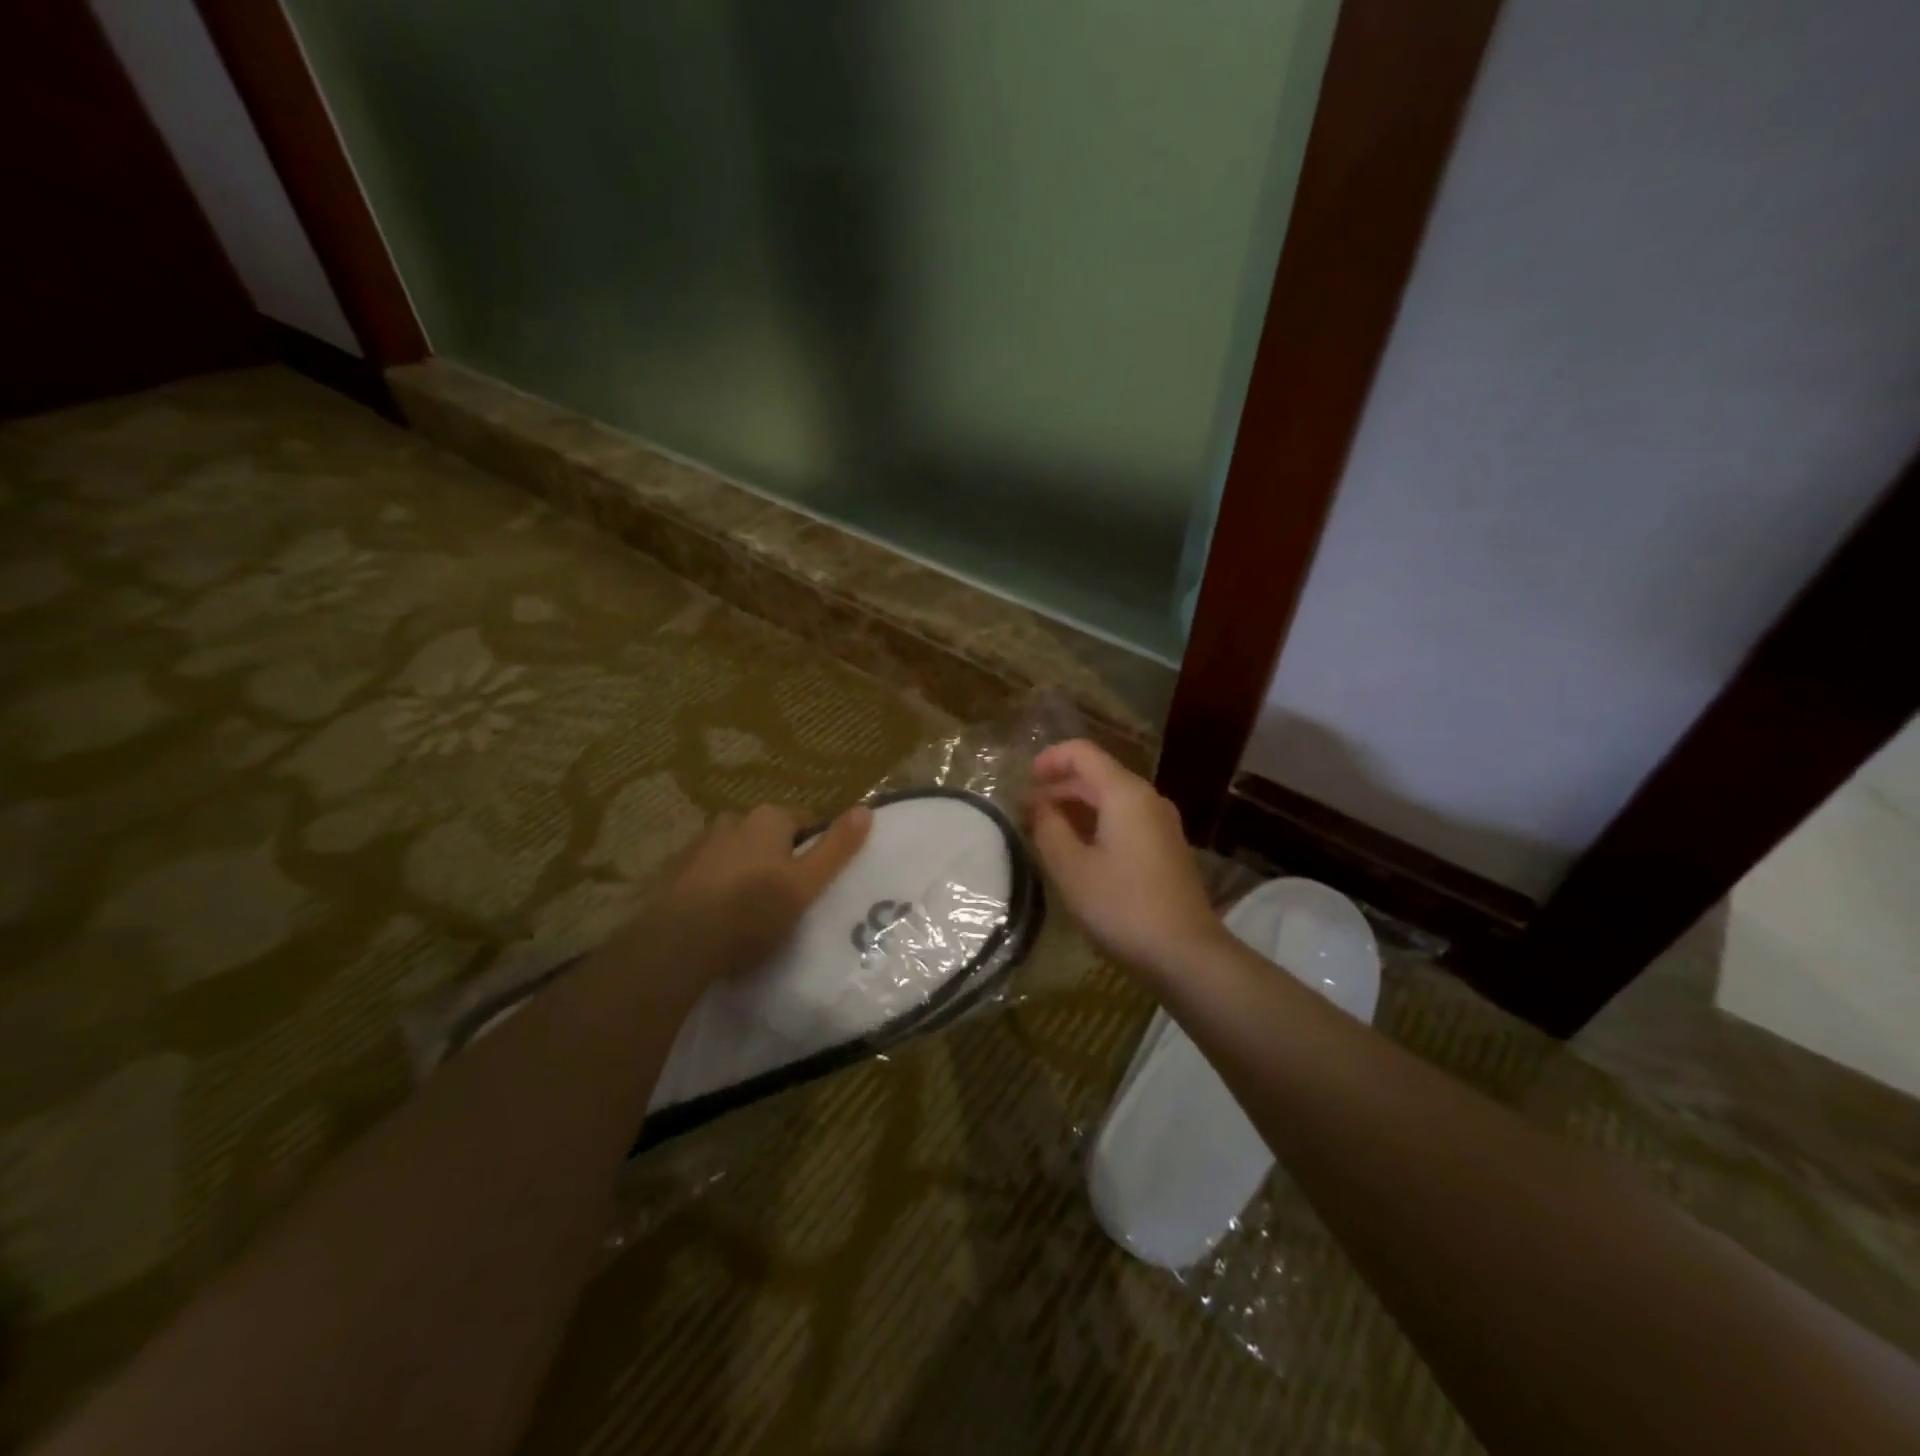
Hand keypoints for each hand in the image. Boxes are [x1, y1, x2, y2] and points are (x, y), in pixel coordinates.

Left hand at [599, 803, 872, 1002]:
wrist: (678, 943)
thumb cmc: (752, 910)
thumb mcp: (807, 883)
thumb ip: (837, 848)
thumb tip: (866, 810)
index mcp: (768, 818)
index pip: (805, 822)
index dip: (816, 849)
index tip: (817, 881)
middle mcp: (732, 820)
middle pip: (769, 837)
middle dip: (779, 860)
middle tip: (788, 899)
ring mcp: (700, 844)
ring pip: (738, 854)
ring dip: (747, 872)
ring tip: (753, 912)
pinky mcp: (675, 871)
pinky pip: (710, 873)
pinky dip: (719, 887)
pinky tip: (722, 917)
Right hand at [1028, 740, 1224, 978]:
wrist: (1186, 954)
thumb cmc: (1122, 906)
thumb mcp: (1071, 868)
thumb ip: (1049, 828)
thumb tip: (1037, 805)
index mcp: (1125, 794)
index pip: (1083, 753)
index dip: (1049, 759)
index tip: (1023, 781)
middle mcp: (1148, 799)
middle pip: (1097, 775)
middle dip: (1058, 788)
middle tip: (1025, 814)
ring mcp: (1161, 824)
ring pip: (1111, 800)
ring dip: (1075, 809)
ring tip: (1044, 834)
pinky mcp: (1166, 849)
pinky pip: (1124, 821)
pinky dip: (1096, 825)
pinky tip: (1077, 853)